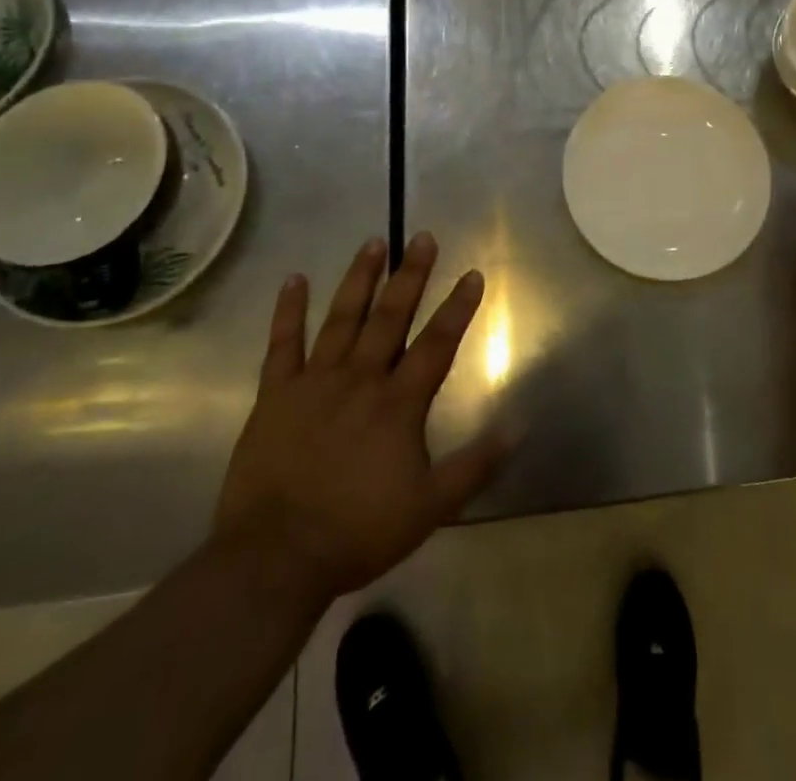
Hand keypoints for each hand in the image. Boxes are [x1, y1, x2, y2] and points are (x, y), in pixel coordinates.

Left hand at [212, 233, 507, 608]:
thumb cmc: (358, 531)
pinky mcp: (275, 395)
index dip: (458, 307)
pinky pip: (282, 344)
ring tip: (373, 242)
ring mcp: (315, 382)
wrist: (274, 559)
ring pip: (341, 319)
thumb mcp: (431, 505)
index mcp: (398, 403)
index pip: (437, 343)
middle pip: (391, 316)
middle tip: (423, 237)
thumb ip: (476, 463)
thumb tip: (521, 425)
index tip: (472, 273)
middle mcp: (360, 379)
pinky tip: (294, 279)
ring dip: (359, 279)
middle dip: (411, 275)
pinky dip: (288, 311)